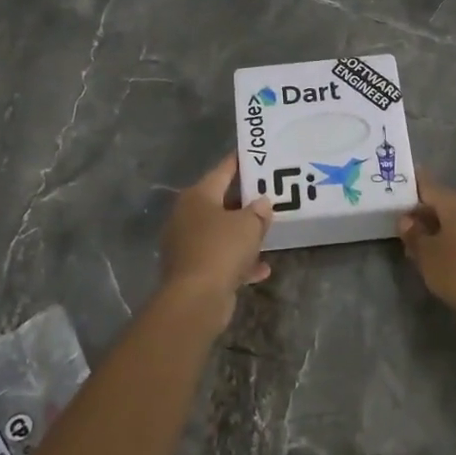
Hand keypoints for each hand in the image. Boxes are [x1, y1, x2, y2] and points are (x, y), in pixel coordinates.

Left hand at [159, 155, 272, 326]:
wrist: (195, 298)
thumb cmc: (221, 249)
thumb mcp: (248, 225)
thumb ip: (258, 211)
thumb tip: (262, 203)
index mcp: (198, 196)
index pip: (222, 171)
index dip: (239, 163)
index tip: (255, 156)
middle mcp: (187, 216)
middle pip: (220, 202)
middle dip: (244, 202)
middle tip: (268, 196)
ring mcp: (187, 244)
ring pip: (220, 232)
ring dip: (242, 235)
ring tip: (266, 233)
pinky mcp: (192, 269)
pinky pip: (220, 258)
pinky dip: (238, 261)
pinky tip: (261, 269)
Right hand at [398, 170, 455, 316]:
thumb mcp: (426, 256)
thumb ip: (414, 234)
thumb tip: (406, 220)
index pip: (430, 188)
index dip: (415, 188)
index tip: (404, 188)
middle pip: (450, 203)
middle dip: (432, 214)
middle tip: (415, 229)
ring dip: (452, 227)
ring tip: (437, 246)